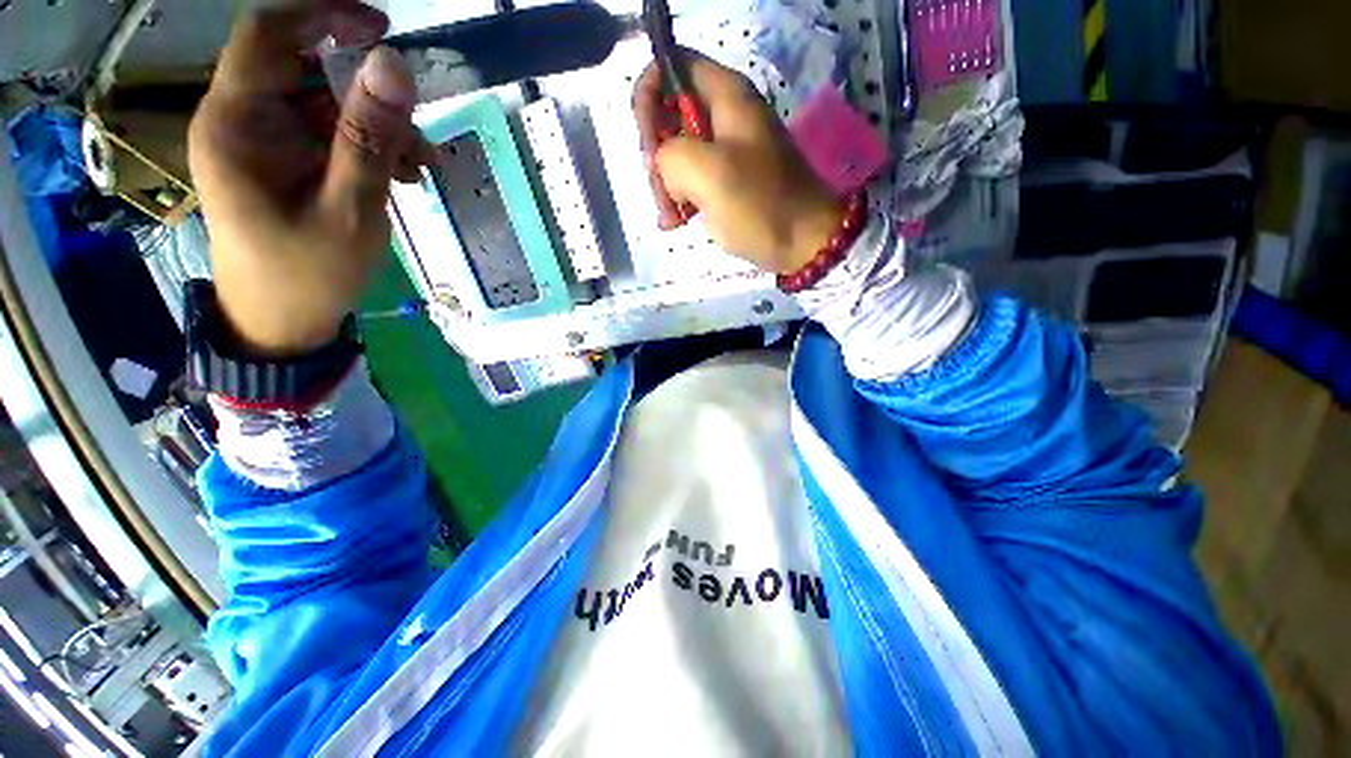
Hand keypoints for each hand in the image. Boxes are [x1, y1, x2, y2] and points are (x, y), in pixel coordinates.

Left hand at [189, 0, 425, 356]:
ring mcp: (264, 141)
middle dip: (368, 94)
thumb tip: (394, 66)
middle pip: (306, 69)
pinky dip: (369, 145)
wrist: (282, 320)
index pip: (269, 34)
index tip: (383, 29)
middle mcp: (243, 119)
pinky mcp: (284, 160)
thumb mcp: (349, 209)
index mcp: (237, 123)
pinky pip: (329, 133)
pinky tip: (402, 173)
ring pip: (325, 103)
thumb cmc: (307, 273)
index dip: (324, 15)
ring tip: (419, 167)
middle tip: (416, 137)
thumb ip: (368, 138)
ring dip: (378, 126)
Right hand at [634, 53, 842, 273]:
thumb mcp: (709, 173)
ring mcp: (727, 150)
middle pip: (670, 113)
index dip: (649, 97)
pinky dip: (679, 198)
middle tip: (660, 192)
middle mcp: (726, 115)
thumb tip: (664, 166)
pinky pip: (692, 178)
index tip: (649, 145)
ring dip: (665, 183)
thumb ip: (671, 155)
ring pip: (677, 151)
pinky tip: (676, 222)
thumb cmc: (760, 205)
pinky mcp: (728, 179)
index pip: (672, 66)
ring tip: (671, 217)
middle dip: (655, 152)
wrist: (803, 243)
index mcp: (727, 96)